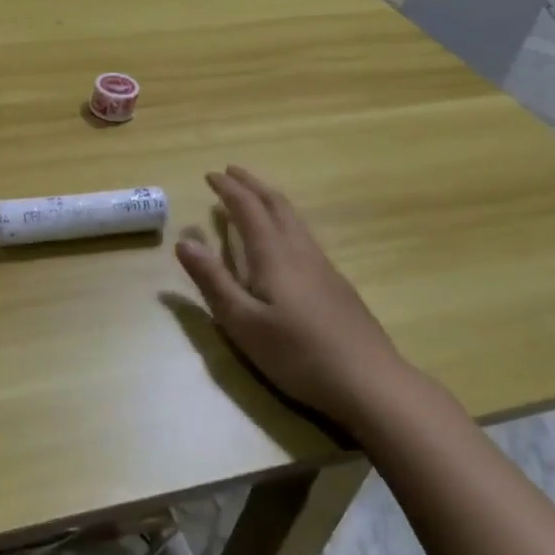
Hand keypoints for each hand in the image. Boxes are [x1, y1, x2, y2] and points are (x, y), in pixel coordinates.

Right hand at [175, 165, 411, 429]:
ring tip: (255, 197)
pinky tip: (286, 240)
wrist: (370, 382)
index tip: (211, 175)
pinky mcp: (336, 285)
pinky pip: (304, 236)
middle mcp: (300, 252)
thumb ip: (212, 280)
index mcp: (273, 256)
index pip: (248, 210)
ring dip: (271, 200)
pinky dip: (286, 222)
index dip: (228, 190)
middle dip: (252, 185)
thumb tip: (184, 242)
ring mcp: (323, 267)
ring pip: (295, 220)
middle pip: (276, 205)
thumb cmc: (297, 354)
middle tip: (232, 172)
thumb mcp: (242, 322)